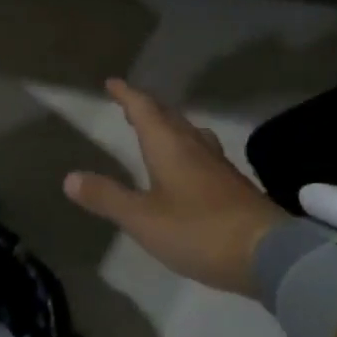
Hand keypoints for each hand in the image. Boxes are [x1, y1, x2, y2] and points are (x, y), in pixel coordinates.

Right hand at [63, 79, 285, 295]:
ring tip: (157, 128)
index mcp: (169, 146)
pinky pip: (202, 151)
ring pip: (188, 132)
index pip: (144, 109)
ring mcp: (218, 164)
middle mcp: (194, 146)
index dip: (127, 95)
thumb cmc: (199, 230)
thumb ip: (107, 197)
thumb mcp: (143, 219)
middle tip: (129, 104)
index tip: (113, 82)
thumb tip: (69, 177)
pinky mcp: (232, 184)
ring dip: (169, 125)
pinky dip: (186, 147)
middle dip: (147, 108)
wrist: (268, 253)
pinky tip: (189, 165)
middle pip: (168, 117)